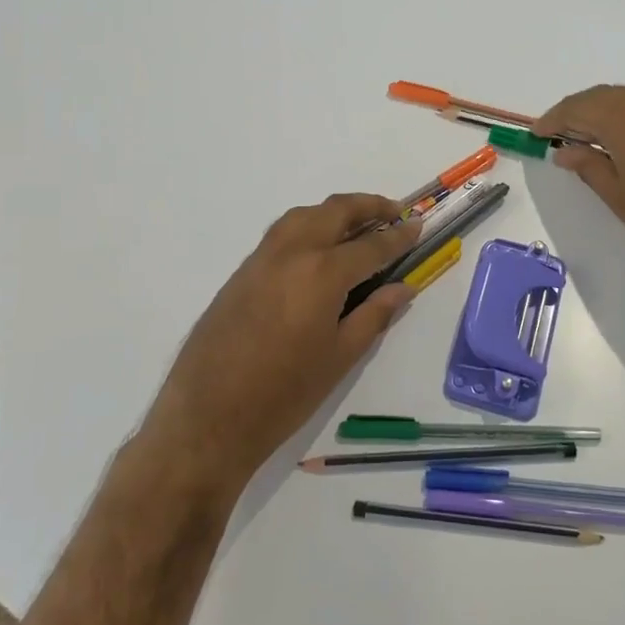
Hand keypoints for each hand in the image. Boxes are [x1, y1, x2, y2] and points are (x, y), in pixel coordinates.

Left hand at [143, 194, 421, 494]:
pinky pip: (282, 233)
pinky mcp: (241, 272)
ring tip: (357, 225)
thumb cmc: (284, 394)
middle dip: (368, 206)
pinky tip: (318, 250)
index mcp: (322, 272)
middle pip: (335, 211)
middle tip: (393, 213)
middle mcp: (292, 252)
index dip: (398, 236)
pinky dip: (308, 227)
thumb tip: (403, 287)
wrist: (207, 418)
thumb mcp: (340, 357)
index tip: (417, 226)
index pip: (371, 246)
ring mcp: (261, 258)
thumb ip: (374, 315)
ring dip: (335, 212)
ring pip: (304, 215)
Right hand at [534, 83, 624, 295]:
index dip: (554, 119)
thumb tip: (565, 151)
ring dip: (607, 111)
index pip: (579, 107)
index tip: (537, 134)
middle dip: (578, 112)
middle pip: (605, 96)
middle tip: (559, 135)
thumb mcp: (619, 196)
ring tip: (591, 137)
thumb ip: (589, 165)